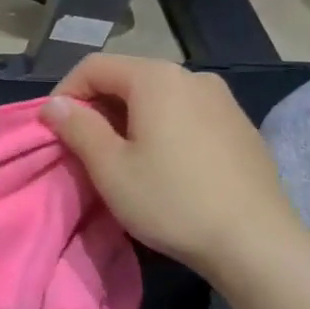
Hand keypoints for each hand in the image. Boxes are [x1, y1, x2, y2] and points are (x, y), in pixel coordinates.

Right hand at [40, 55, 301, 277]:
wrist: (255, 242)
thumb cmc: (171, 200)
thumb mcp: (110, 167)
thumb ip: (77, 127)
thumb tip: (54, 104)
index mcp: (156, 78)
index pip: (94, 66)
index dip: (65, 93)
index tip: (54, 130)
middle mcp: (192, 76)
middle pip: (128, 78)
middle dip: (97, 107)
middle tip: (83, 148)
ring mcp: (223, 100)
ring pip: (158, 97)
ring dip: (129, 119)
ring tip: (122, 158)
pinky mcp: (240, 126)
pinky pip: (186, 114)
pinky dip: (162, 128)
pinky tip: (164, 166)